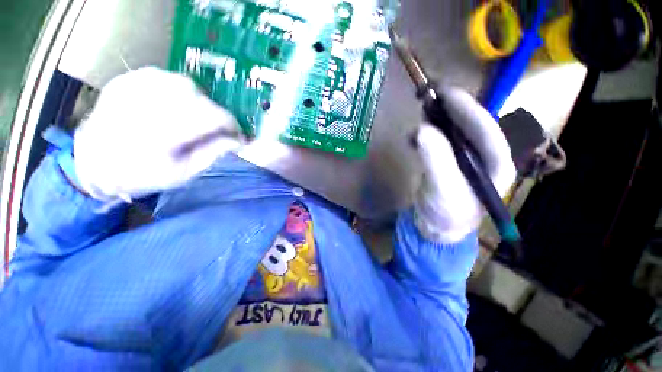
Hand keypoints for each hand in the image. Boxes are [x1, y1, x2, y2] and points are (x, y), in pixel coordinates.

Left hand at [74, 67, 242, 201]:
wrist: (93, 164)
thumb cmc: (140, 175)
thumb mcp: (183, 173)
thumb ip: (213, 153)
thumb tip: (238, 141)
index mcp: (163, 133)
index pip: (212, 117)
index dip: (231, 124)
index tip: (238, 134)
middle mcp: (148, 104)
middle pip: (200, 97)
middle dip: (216, 113)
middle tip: (217, 128)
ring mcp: (134, 88)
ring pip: (183, 82)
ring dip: (199, 99)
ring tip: (197, 115)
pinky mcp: (126, 80)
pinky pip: (163, 76)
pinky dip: (178, 88)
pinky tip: (176, 102)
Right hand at [413, 87, 516, 242]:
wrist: (435, 226)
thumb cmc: (446, 214)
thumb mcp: (443, 189)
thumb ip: (436, 160)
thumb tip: (423, 129)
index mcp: (496, 164)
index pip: (486, 129)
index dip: (467, 109)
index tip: (446, 93)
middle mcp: (484, 157)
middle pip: (471, 126)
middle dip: (452, 110)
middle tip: (431, 96)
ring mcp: (466, 158)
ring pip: (455, 131)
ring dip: (439, 119)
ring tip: (423, 110)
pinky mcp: (449, 160)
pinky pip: (441, 140)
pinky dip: (429, 133)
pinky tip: (418, 133)